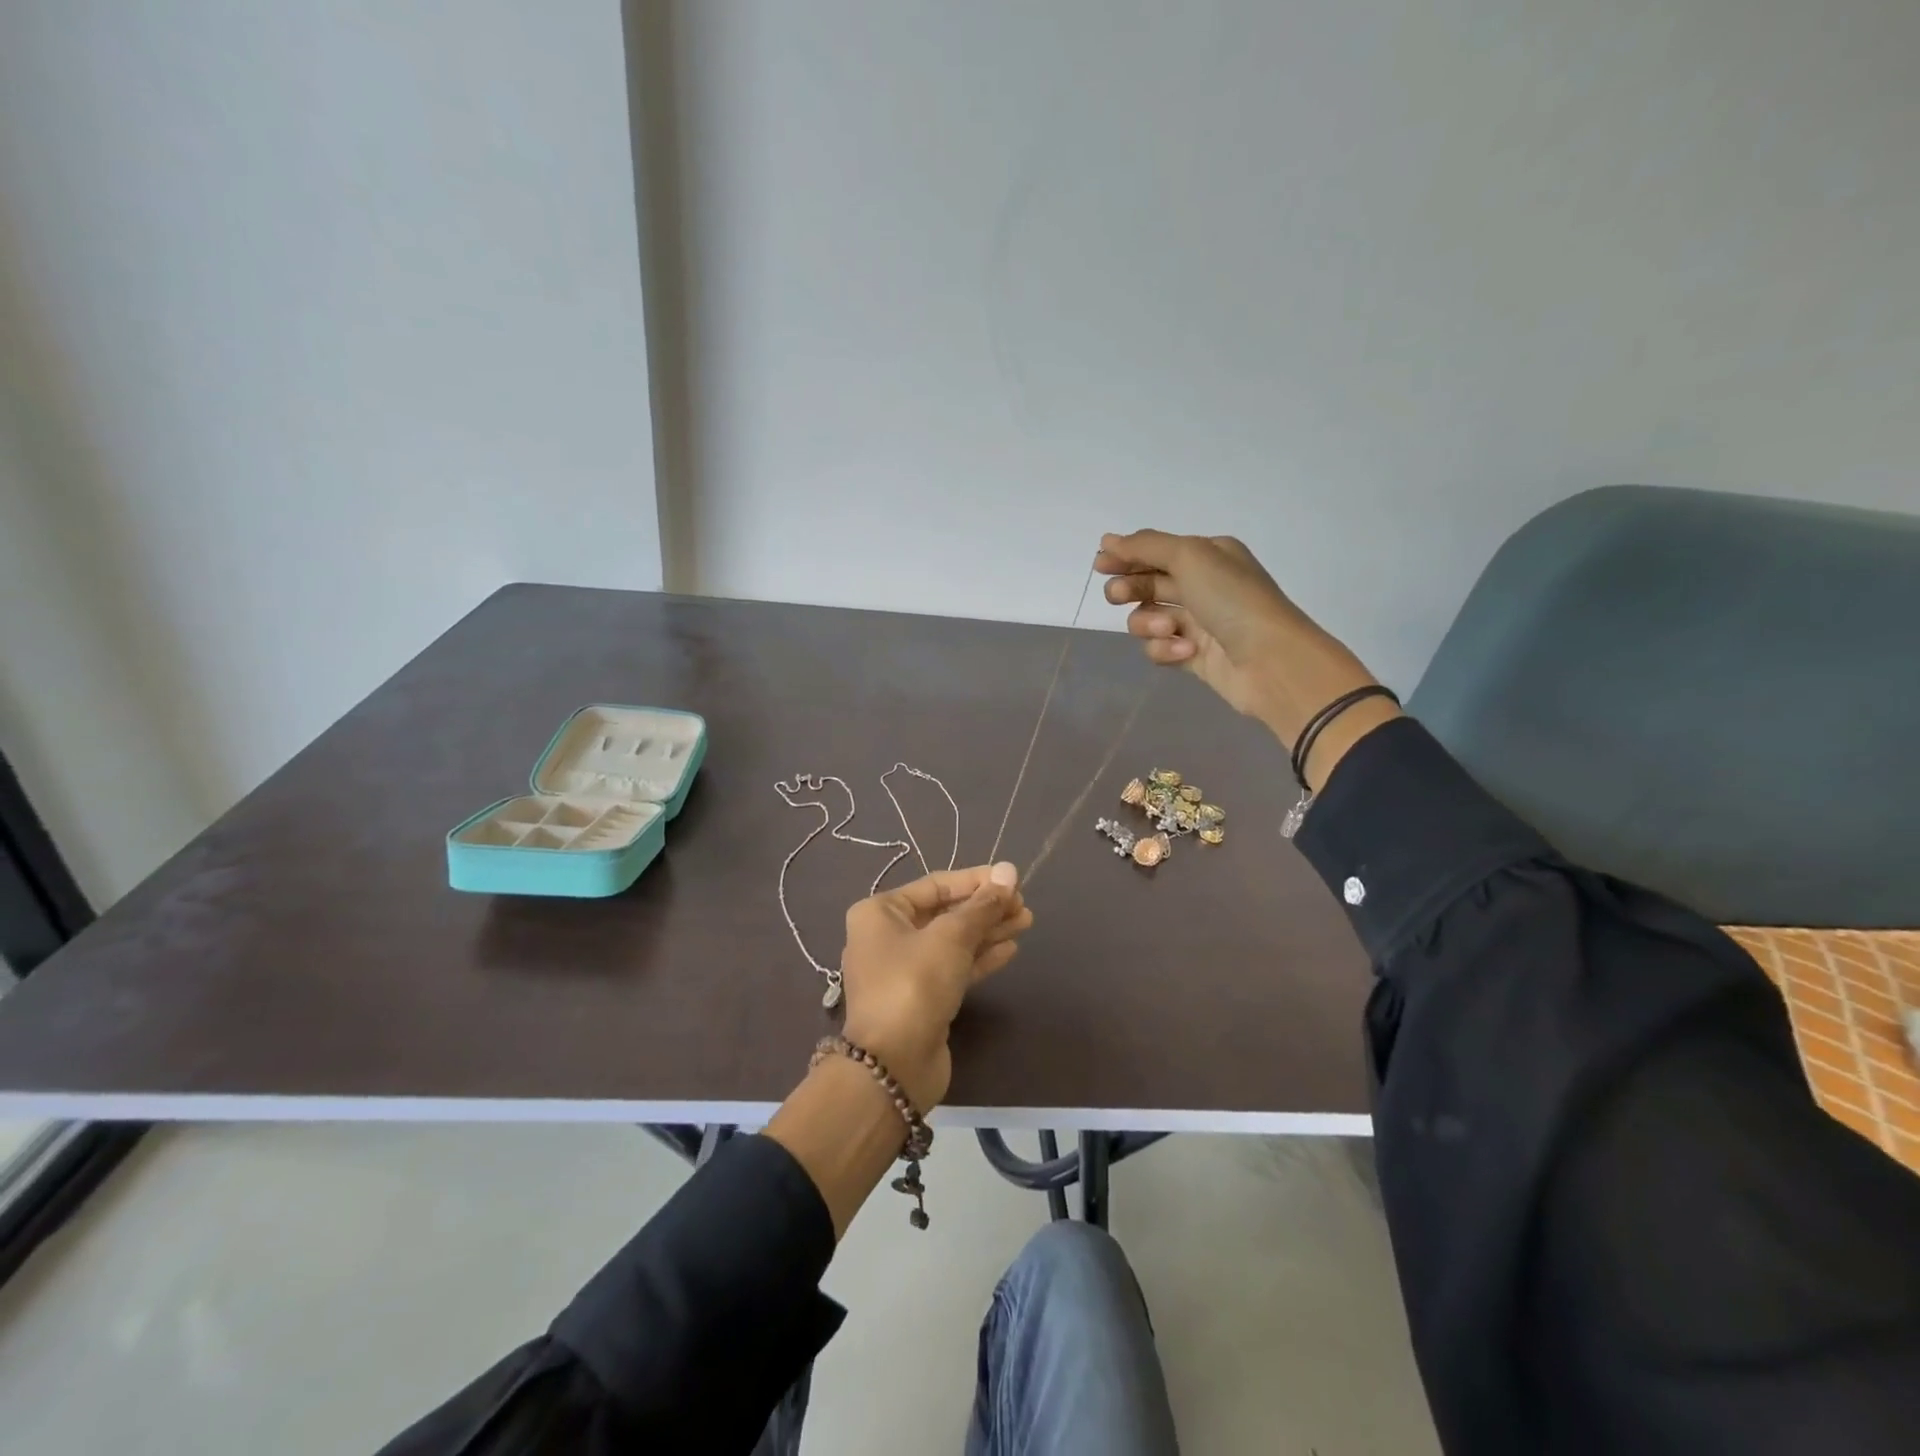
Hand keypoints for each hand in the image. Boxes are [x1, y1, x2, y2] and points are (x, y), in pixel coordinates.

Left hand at [839, 862, 1031, 1111]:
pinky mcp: (920, 998)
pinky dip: (979, 958)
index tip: (1012, 879)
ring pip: (952, 942)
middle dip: (985, 908)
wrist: (893, 1066)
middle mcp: (887, 936)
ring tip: (1026, 921)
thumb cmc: (915, 984)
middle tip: (1024, 905)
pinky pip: (953, 968)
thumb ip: (982, 905)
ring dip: (988, 931)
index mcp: (880, 912)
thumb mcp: (951, 937)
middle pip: (945, 913)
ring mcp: (903, 970)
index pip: (936, 885)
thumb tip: (1009, 871)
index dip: (976, 880)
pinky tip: (1010, 949)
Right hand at [1094, 530, 1396, 779]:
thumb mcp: (1190, 557)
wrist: (1270, 660)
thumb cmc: (1232, 599)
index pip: (1156, 551)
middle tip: (1119, 596)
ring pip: (1148, 619)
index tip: (1100, 565)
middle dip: (1130, 589)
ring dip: (1149, 623)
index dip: (1126, 557)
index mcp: (1208, 555)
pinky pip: (1160, 649)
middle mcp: (1203, 585)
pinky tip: (1186, 651)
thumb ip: (1146, 546)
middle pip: (1147, 583)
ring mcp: (1198, 623)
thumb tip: (1107, 540)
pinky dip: (1166, 649)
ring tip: (1168, 629)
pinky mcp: (1192, 656)